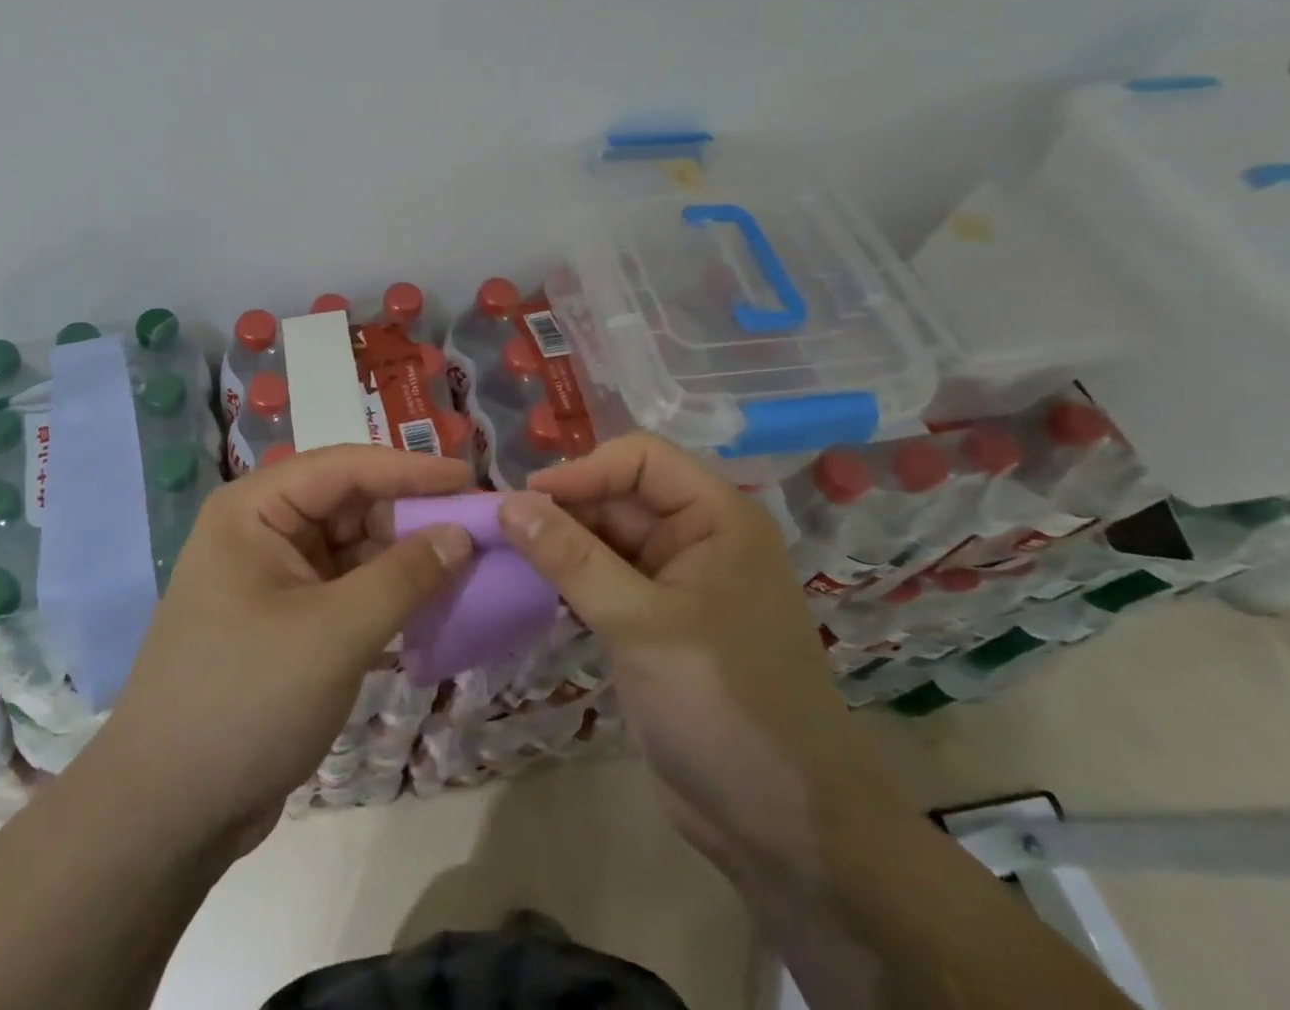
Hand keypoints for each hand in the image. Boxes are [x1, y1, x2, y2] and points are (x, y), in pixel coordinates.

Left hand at [89, 444, 474, 858]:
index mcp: (254, 511)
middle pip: (350, 505)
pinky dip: (387, 596)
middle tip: (477, 530)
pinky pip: (348, 590)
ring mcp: (273, 579)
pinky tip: (431, 608)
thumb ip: (404, 577)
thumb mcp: (333, 634)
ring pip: (353, 549)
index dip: (410, 469)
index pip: (344, 467)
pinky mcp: (287, 623)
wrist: (165, 816)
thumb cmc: (245, 701)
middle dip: (411, 517)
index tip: (471, 479)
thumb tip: (461, 534)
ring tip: (466, 568)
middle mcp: (262, 532)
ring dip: (404, 560)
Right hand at [503, 434, 908, 867]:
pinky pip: (606, 580)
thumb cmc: (724, 704)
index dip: (583, 470)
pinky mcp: (659, 624)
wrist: (785, 828)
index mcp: (717, 518)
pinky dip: (572, 580)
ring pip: (608, 539)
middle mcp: (700, 538)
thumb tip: (508, 502)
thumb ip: (571, 558)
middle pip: (620, 496)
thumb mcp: (640, 624)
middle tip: (504, 532)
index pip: (641, 460)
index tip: (525, 500)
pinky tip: (535, 589)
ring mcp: (680, 583)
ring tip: (509, 557)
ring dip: (562, 545)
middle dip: (566, 509)